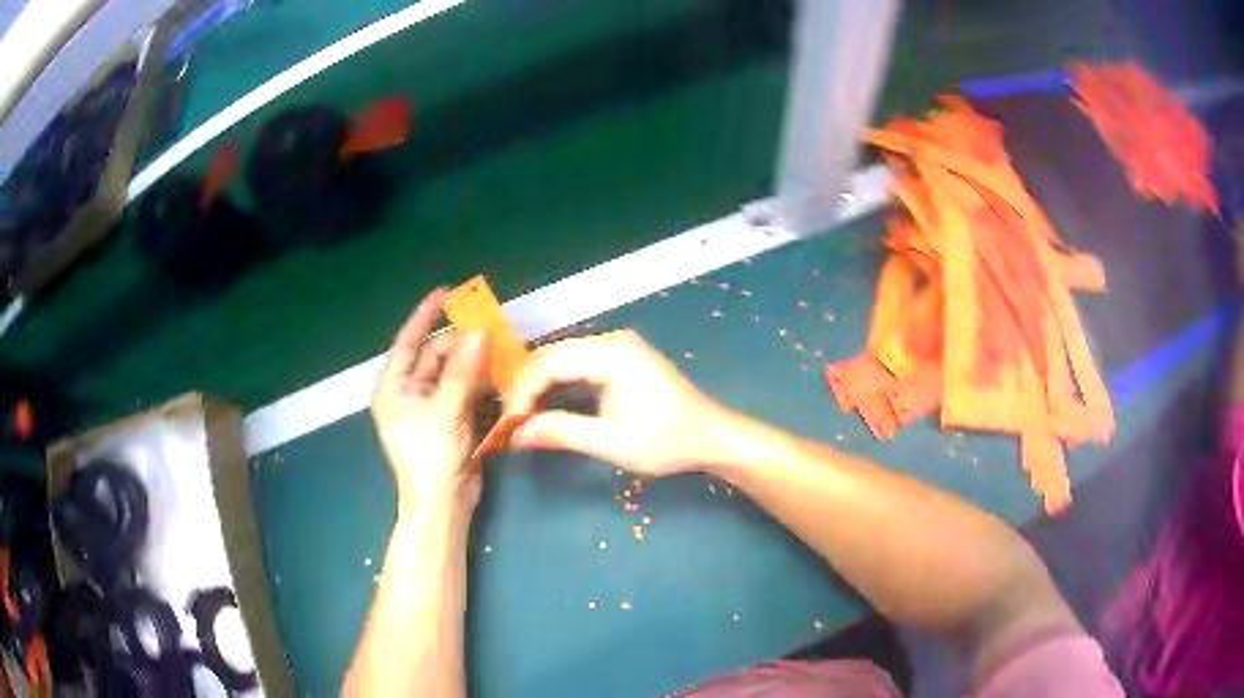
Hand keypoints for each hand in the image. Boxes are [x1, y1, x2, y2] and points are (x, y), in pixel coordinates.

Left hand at [372, 289, 488, 512]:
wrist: (444, 504)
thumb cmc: (432, 457)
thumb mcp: (446, 411)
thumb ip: (462, 370)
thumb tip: (478, 330)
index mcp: (394, 388)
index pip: (408, 342)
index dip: (425, 316)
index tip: (445, 292)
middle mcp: (410, 393)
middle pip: (437, 356)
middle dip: (462, 343)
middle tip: (492, 329)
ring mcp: (431, 407)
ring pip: (455, 373)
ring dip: (476, 363)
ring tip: (501, 348)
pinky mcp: (451, 420)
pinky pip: (466, 392)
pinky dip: (481, 384)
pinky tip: (500, 376)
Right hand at [505, 329, 725, 475]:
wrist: (710, 436)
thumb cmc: (667, 441)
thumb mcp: (612, 443)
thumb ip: (562, 432)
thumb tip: (516, 434)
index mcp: (612, 354)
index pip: (548, 363)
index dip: (522, 393)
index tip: (508, 425)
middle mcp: (611, 341)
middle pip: (551, 355)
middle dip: (525, 387)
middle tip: (509, 422)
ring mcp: (617, 347)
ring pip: (561, 358)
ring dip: (538, 385)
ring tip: (522, 417)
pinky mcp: (620, 358)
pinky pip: (576, 364)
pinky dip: (557, 385)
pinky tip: (546, 406)